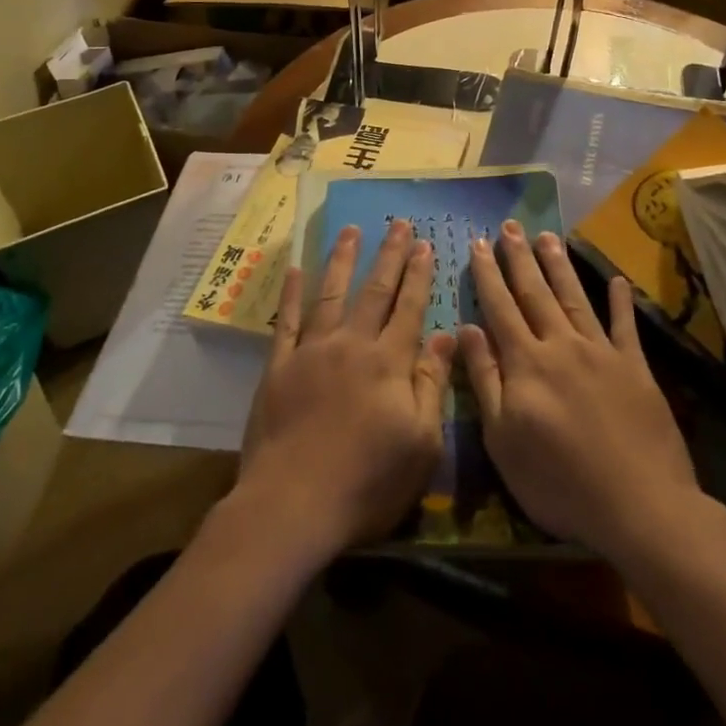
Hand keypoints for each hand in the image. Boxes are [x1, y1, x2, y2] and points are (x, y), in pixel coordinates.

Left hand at [234, 220, 455, 564]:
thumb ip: (431, 384)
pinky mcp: (278, 366)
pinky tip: (297, 269)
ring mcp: (311, 352)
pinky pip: (287, 320)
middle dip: (388, 255)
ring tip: (351, 230)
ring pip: (331, 294)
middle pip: (374, 291)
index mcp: (388, 363)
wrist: (293, 503)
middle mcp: (351, 345)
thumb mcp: (421, 444)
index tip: (424, 244)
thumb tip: (447, 335)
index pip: (409, 308)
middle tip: (397, 222)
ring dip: (342, 260)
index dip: (418, 275)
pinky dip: (293, 293)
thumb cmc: (367, 483)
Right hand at [459, 222, 707, 562]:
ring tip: (547, 236)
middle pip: (535, 293)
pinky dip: (620, 301)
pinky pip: (625, 326)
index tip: (478, 244)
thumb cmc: (559, 483)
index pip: (500, 307)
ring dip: (559, 266)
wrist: (640, 506)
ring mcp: (602, 353)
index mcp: (526, 363)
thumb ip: (485, 379)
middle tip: (509, 225)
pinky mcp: (636, 368)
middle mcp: (562, 345)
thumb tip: (468, 329)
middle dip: (519, 258)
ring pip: (574, 298)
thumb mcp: (503, 440)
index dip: (487, 274)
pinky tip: (616, 279)